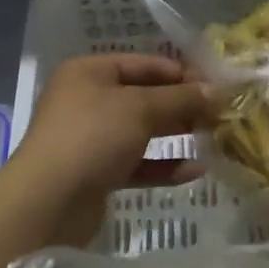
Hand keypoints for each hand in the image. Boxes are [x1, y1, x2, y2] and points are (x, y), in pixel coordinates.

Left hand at [5, 55, 212, 242]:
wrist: (47, 203)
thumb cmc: (92, 137)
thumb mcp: (140, 109)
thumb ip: (179, 98)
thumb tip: (216, 90)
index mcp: (90, 72)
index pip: (144, 64)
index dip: (182, 72)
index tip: (218, 86)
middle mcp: (88, 100)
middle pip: (144, 96)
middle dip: (182, 104)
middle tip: (221, 114)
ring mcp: (91, 138)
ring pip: (141, 131)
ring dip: (175, 134)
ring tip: (214, 138)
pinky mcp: (96, 173)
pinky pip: (136, 163)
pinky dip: (163, 165)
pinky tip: (194, 170)